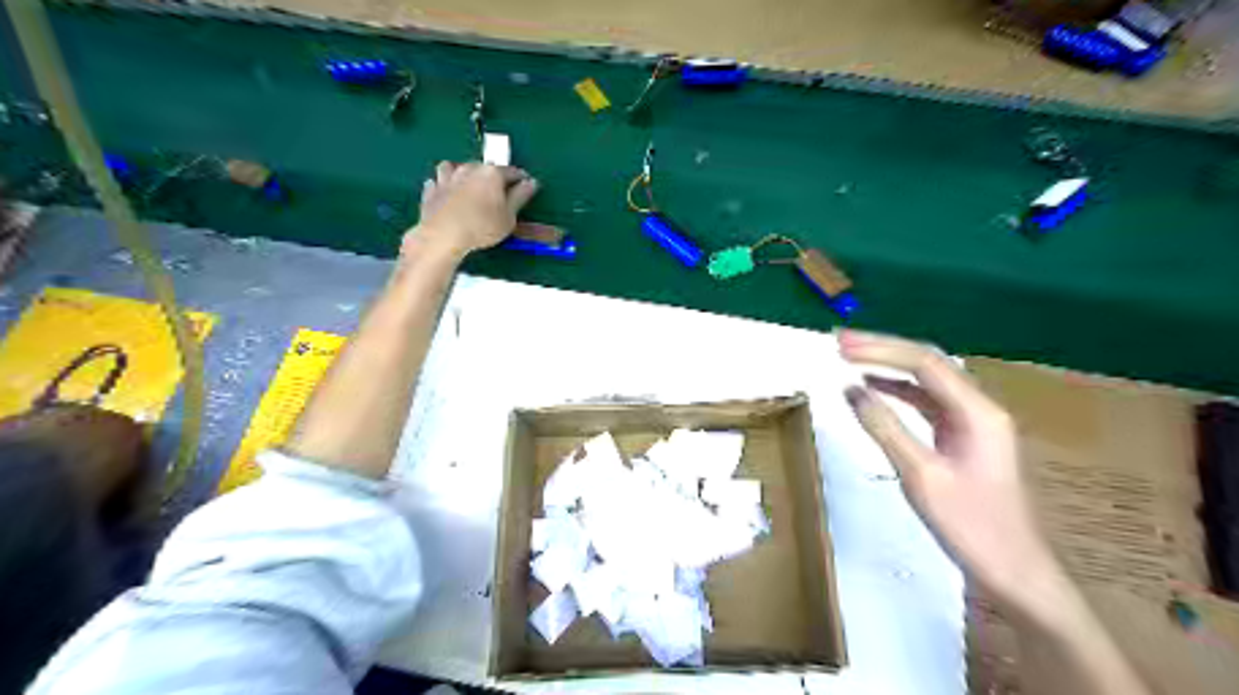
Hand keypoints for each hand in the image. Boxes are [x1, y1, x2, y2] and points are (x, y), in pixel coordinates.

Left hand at [410, 159, 541, 258]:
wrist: (444, 235)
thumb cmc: (483, 227)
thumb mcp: (509, 216)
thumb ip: (520, 197)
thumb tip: (532, 182)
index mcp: (492, 174)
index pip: (512, 171)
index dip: (521, 179)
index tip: (526, 185)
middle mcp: (469, 169)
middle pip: (484, 167)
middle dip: (492, 176)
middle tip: (497, 191)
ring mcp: (447, 177)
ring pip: (454, 167)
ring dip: (461, 172)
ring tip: (466, 185)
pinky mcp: (431, 190)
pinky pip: (436, 181)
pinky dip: (442, 185)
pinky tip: (445, 193)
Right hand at [843, 328, 1064, 613]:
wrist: (1013, 572)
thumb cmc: (970, 525)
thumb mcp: (920, 475)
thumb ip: (884, 427)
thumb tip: (850, 389)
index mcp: (977, 412)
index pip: (925, 363)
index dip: (880, 349)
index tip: (840, 346)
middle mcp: (978, 407)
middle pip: (928, 363)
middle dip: (883, 349)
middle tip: (839, 342)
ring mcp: (972, 422)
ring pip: (927, 380)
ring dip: (889, 366)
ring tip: (849, 357)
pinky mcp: (963, 437)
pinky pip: (927, 401)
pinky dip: (897, 390)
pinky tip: (873, 388)